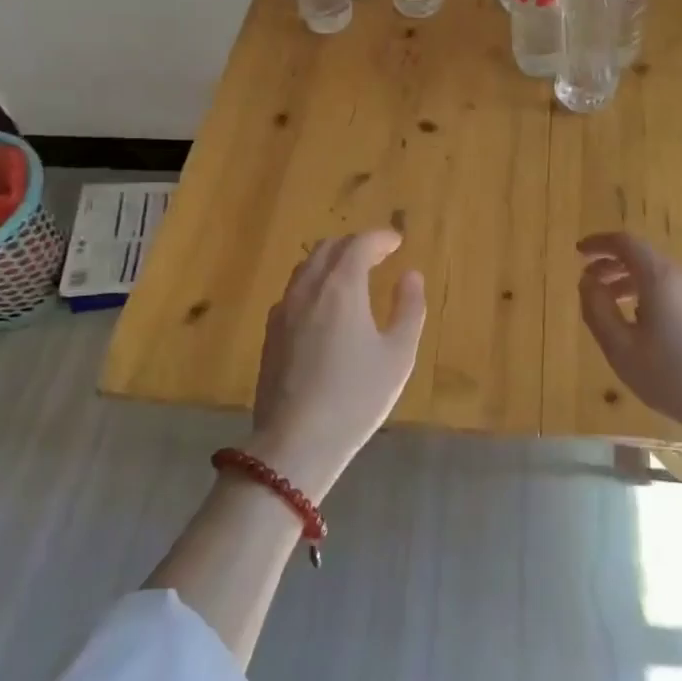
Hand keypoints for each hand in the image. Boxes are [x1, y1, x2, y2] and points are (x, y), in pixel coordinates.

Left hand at [247, 231, 425, 502]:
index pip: (359, 244)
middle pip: (328, 248)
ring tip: (352, 276)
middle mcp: (308, 289)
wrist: (294, 442)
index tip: (397, 241)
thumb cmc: (355, 397)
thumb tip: (410, 276)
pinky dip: (314, 283)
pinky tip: (325, 307)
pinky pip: (294, 291)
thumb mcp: (398, 355)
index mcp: (341, 287)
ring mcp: (283, 310)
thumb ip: (409, 309)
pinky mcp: (270, 333)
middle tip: (377, 254)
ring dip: (331, 261)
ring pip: (307, 268)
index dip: (380, 238)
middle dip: (354, 244)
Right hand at [576, 232, 681, 474]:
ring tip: (609, 304)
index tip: (578, 252)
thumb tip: (587, 281)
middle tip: (588, 281)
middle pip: (643, 256)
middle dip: (612, 264)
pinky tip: (641, 323)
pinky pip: (673, 290)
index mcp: (660, 278)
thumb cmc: (674, 377)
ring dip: (630, 281)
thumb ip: (598, 310)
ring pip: (659, 274)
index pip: (626, 243)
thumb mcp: (622, 349)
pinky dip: (649, 293)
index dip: (599, 243)